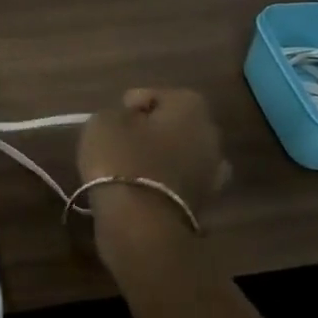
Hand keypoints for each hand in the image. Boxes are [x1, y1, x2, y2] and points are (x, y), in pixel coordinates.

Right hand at [77, 88, 227, 222]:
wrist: (142, 222)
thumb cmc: (122, 159)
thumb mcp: (104, 121)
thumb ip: (119, 112)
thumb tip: (131, 120)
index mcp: (191, 107)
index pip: (159, 95)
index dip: (133, 103)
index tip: (114, 118)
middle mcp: (211, 135)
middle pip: (176, 124)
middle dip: (152, 130)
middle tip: (122, 139)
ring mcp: (213, 172)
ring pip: (181, 154)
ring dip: (161, 157)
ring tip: (130, 166)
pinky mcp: (205, 202)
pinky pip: (180, 181)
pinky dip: (164, 181)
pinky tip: (141, 187)